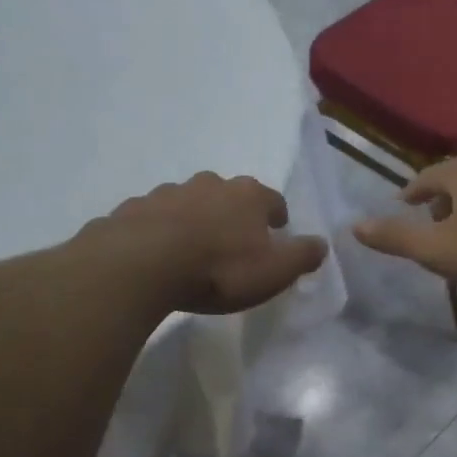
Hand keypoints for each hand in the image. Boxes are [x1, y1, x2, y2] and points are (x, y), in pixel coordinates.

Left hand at [90, 173, 328, 315]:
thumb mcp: (274, 271)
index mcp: (248, 196)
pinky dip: (161, 229)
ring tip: (194, 248)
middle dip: (234, 213)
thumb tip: (322, 244)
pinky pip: (155, 217)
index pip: (272, 199)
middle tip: (234, 239)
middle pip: (229, 194)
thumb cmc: (219, 269)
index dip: (276, 215)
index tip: (276, 230)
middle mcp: (210, 184)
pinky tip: (159, 252)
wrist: (143, 264)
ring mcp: (169, 192)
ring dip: (196, 219)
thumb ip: (301, 256)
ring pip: (190, 202)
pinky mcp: (135, 208)